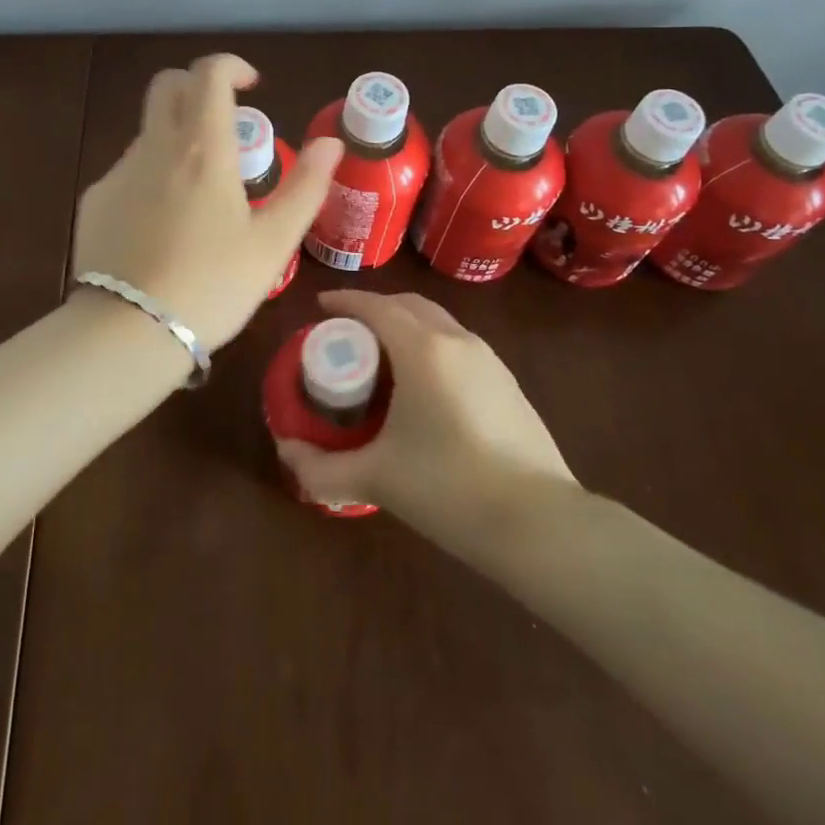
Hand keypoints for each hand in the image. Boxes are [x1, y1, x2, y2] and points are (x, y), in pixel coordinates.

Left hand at [73, 54, 342, 349]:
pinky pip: (129, 170)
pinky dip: (152, 177)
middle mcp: (156, 146)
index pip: (209, 73)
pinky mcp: (96, 200)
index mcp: (203, 148)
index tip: (252, 87)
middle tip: (225, 125)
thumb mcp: (274, 242)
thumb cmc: (214, 285)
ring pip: (149, 131)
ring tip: (201, 195)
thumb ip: (306, 186)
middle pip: (167, 86)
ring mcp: (119, 172)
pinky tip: (163, 226)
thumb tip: (331, 142)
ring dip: (177, 139)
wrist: (131, 331)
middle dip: (197, 87)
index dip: (232, 67)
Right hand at [277, 289, 579, 545]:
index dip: (345, 301)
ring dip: (406, 326)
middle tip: (347, 333)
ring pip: (438, 323)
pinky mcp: (507, 383)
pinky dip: (431, 346)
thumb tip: (286, 452)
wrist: (539, 523)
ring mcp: (489, 360)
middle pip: (409, 305)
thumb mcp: (376, 478)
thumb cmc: (448, 488)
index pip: (376, 306)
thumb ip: (321, 468)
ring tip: (382, 357)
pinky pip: (458, 346)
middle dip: (375, 309)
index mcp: (423, 349)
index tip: (320, 307)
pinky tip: (424, 386)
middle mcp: (457, 341)